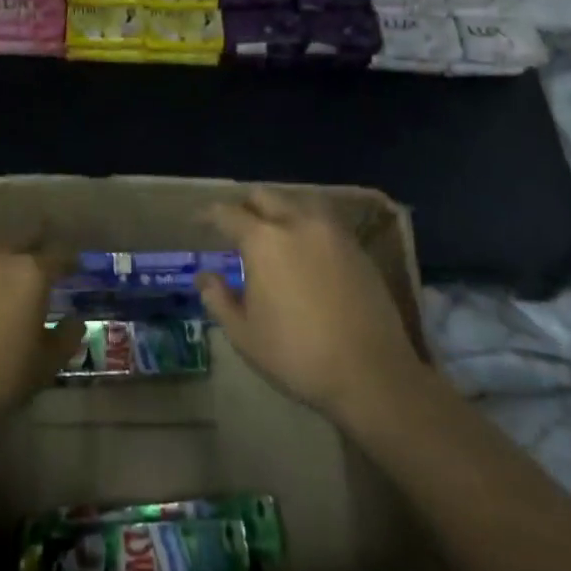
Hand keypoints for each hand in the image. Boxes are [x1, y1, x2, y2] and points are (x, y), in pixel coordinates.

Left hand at [0, 244, 83, 426]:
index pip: (60, 255)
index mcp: (32, 272)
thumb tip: (76, 320)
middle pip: (25, 239)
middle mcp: (0, 253)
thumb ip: (67, 337)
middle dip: (35, 249)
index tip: (74, 268)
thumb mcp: (45, 364)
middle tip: (38, 264)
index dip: (70, 262)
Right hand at [197, 189, 425, 421]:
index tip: (199, 223)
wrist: (371, 374)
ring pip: (300, 201)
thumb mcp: (243, 334)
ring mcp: (333, 233)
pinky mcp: (357, 248)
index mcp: (263, 240)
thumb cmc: (297, 355)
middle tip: (235, 227)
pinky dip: (307, 223)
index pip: (227, 214)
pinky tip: (304, 247)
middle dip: (245, 206)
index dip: (208, 215)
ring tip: (273, 231)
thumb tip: (205, 277)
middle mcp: (298, 224)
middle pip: (265, 196)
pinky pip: (325, 220)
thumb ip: (218, 299)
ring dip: (280, 209)